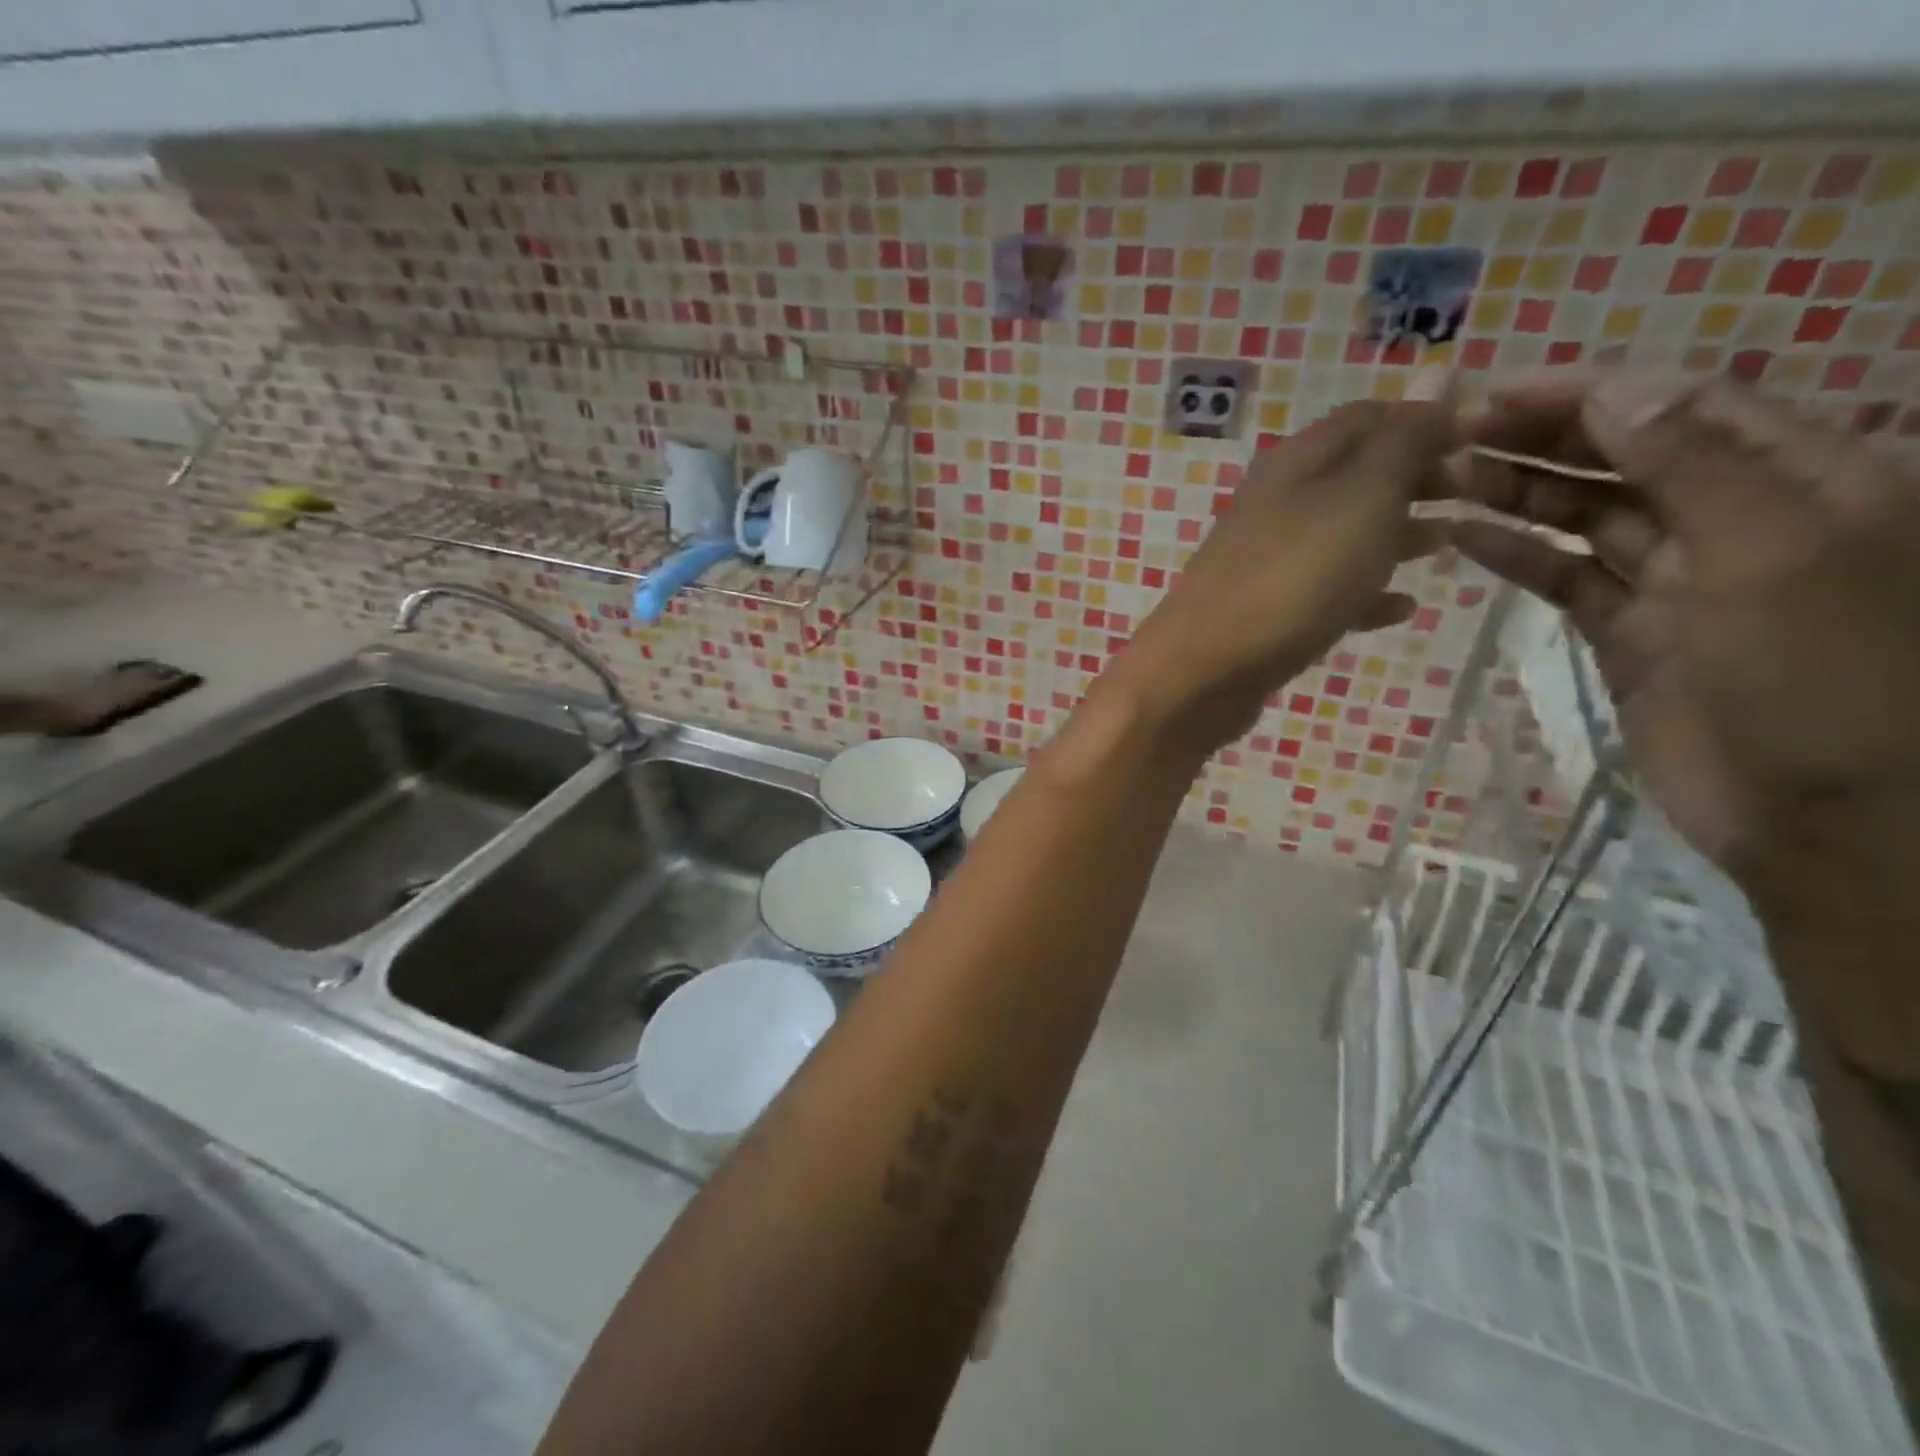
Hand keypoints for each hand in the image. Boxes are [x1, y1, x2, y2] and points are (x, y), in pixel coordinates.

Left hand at [1112, 390, 1451, 758]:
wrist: (1202, 673)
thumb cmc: (1291, 580)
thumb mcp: (1361, 499)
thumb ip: (1403, 440)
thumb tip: (1440, 370)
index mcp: (1296, 463)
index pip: (1368, 418)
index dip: (1428, 418)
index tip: (1489, 437)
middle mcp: (1277, 504)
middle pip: (1357, 476)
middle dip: (1419, 478)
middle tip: (1481, 492)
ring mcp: (1267, 561)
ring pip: (1343, 535)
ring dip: (1397, 534)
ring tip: (1452, 544)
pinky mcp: (1265, 613)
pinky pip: (1326, 592)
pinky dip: (1364, 594)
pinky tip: (1401, 609)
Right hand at [1450, 370, 1919, 914]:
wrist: (1823, 816)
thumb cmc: (1825, 678)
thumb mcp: (1776, 554)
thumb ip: (1695, 465)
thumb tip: (1616, 388)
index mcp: (1801, 478)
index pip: (1680, 407)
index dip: (1588, 393)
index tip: (1498, 393)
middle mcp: (1736, 516)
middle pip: (1625, 454)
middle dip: (1542, 437)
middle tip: (1452, 433)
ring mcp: (1675, 577)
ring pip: (1585, 513)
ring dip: (1518, 491)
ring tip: (1444, 478)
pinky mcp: (1627, 630)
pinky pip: (1565, 577)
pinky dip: (1517, 554)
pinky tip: (1464, 537)